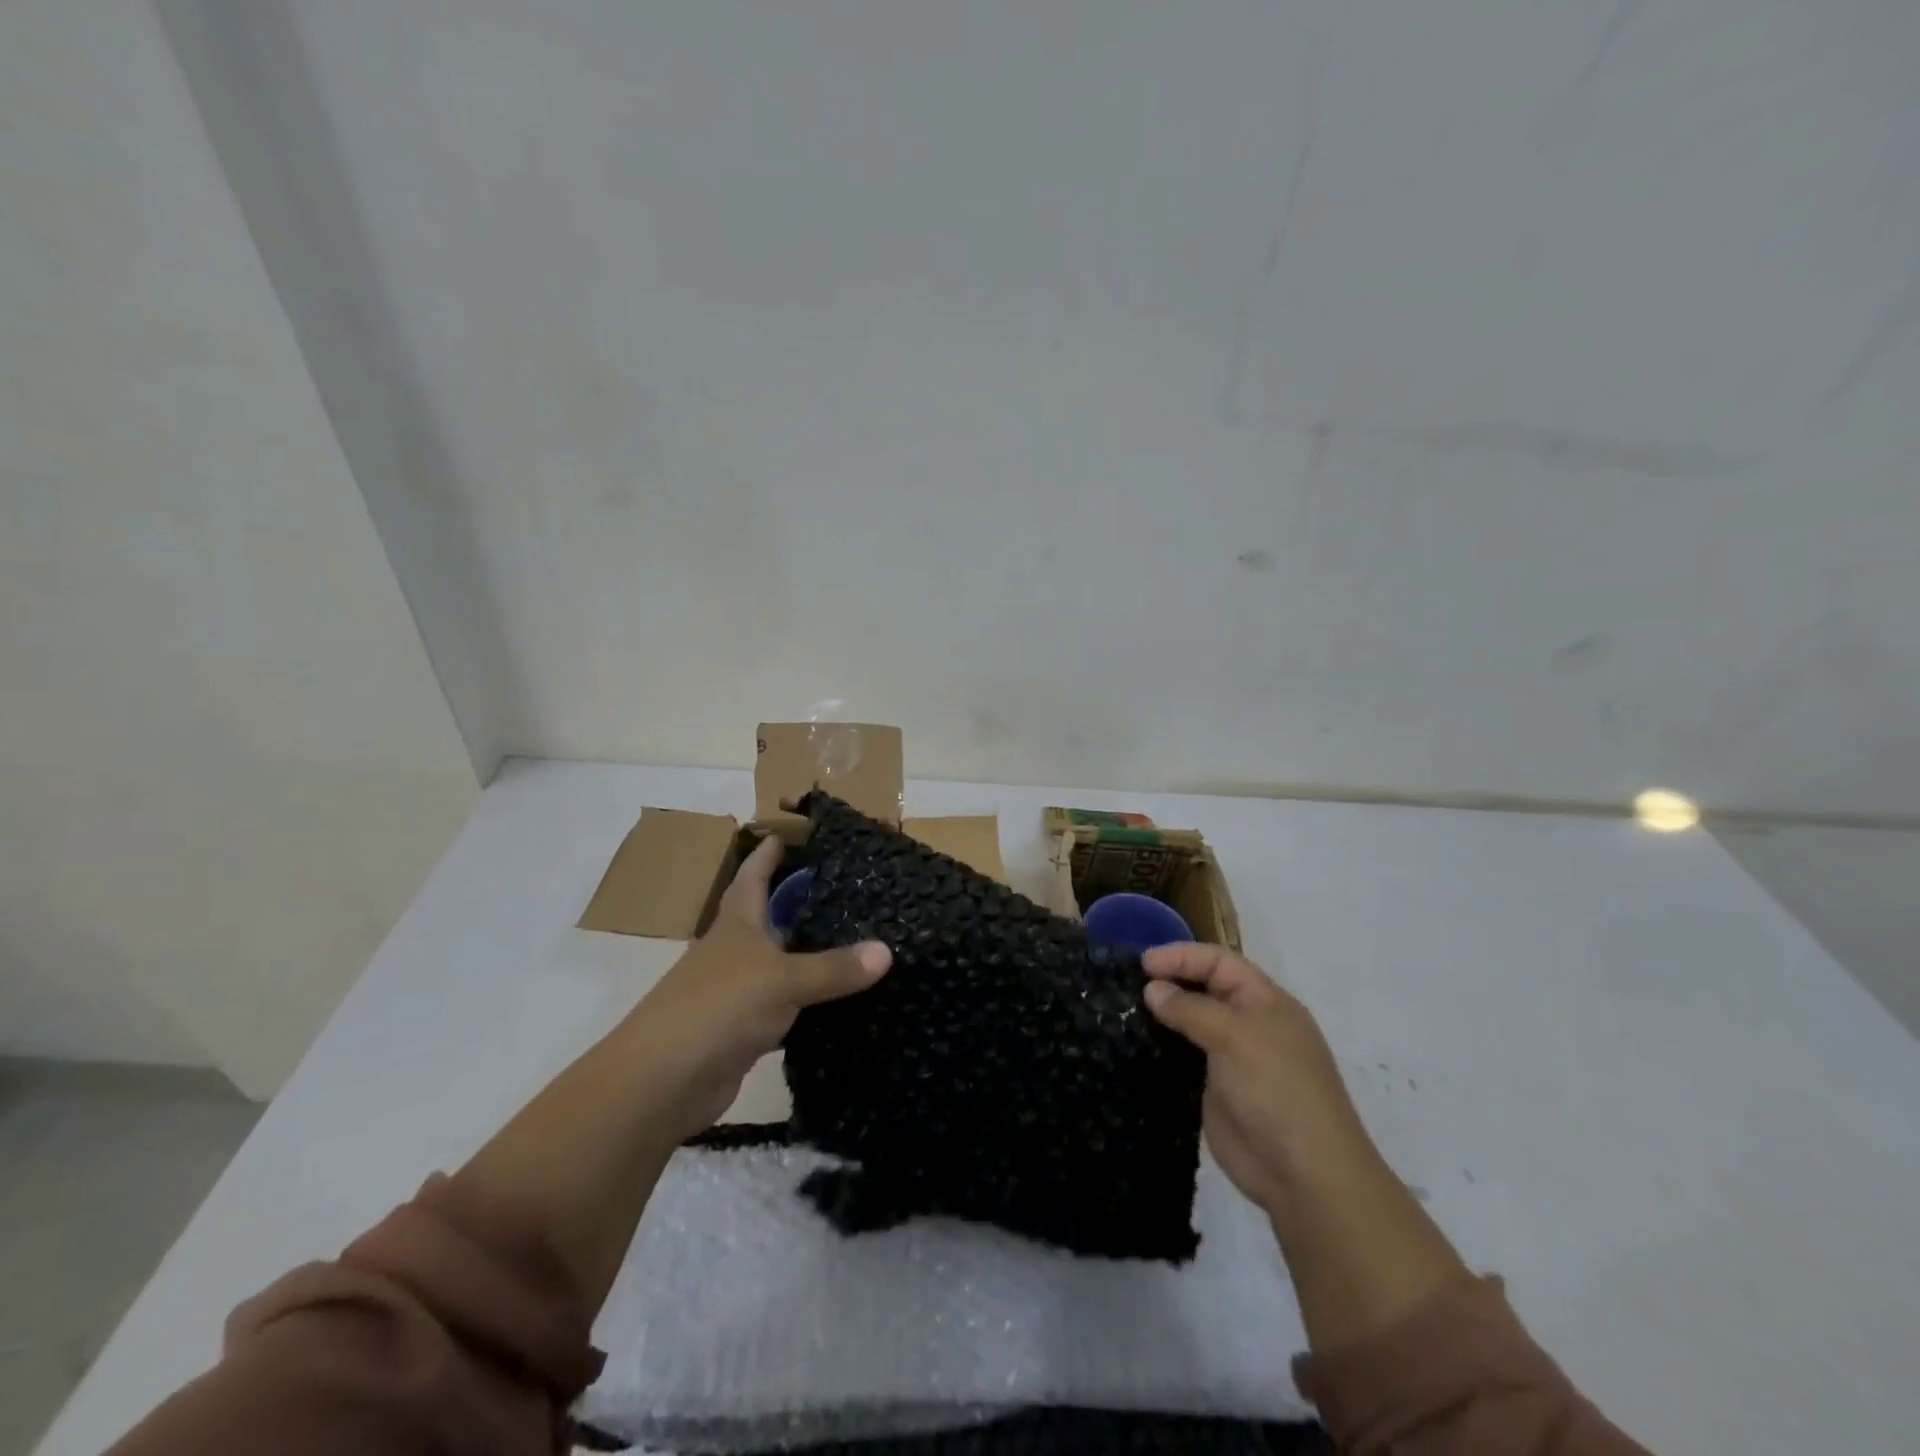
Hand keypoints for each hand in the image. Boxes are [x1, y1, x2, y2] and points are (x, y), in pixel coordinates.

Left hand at [626, 836, 891, 1139]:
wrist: (663, 1081)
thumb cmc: (719, 1007)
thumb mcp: (783, 980)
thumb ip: (834, 968)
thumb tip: (887, 951)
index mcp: (737, 922)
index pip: (754, 874)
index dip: (770, 851)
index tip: (794, 831)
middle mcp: (735, 950)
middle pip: (768, 916)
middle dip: (798, 900)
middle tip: (845, 886)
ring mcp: (737, 992)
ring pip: (780, 963)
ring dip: (807, 953)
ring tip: (854, 938)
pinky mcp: (743, 1031)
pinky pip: (784, 1008)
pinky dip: (807, 1004)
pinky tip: (840, 1002)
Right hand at [1142, 944, 1374, 1216]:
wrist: (1304, 1174)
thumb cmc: (1276, 1090)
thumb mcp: (1235, 1037)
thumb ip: (1191, 1009)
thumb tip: (1152, 989)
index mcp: (1266, 1002)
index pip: (1220, 962)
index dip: (1182, 956)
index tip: (1143, 963)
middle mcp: (1250, 1024)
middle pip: (1206, 988)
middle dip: (1171, 980)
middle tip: (1130, 983)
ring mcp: (1233, 1058)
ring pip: (1193, 1022)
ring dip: (1164, 1013)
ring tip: (1126, 1009)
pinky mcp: (1216, 1089)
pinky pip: (1185, 1056)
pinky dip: (1163, 1046)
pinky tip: (1137, 1043)